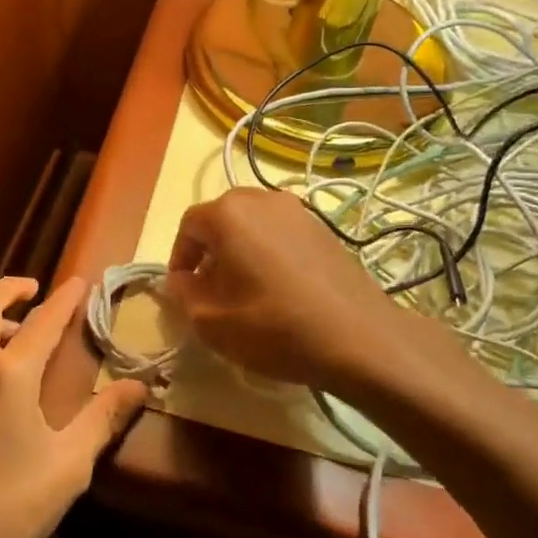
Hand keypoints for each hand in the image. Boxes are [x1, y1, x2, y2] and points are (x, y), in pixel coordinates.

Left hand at [0, 276, 146, 537]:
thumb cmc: (12, 509)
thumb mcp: (70, 465)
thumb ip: (103, 418)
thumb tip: (139, 386)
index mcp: (7, 375)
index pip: (42, 322)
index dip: (64, 299)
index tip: (79, 282)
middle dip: (10, 288)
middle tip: (33, 290)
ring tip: (4, 328)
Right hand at [164, 188, 430, 391]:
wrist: (357, 337)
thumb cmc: (273, 327)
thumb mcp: (211, 321)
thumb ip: (184, 294)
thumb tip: (182, 279)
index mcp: (228, 214)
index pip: (189, 226)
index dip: (180, 257)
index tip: (183, 289)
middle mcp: (262, 199)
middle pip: (222, 219)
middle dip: (211, 251)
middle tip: (211, 289)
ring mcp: (298, 210)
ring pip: (254, 225)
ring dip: (241, 250)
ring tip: (246, 290)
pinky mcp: (324, 228)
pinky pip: (282, 233)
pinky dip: (270, 253)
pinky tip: (279, 289)